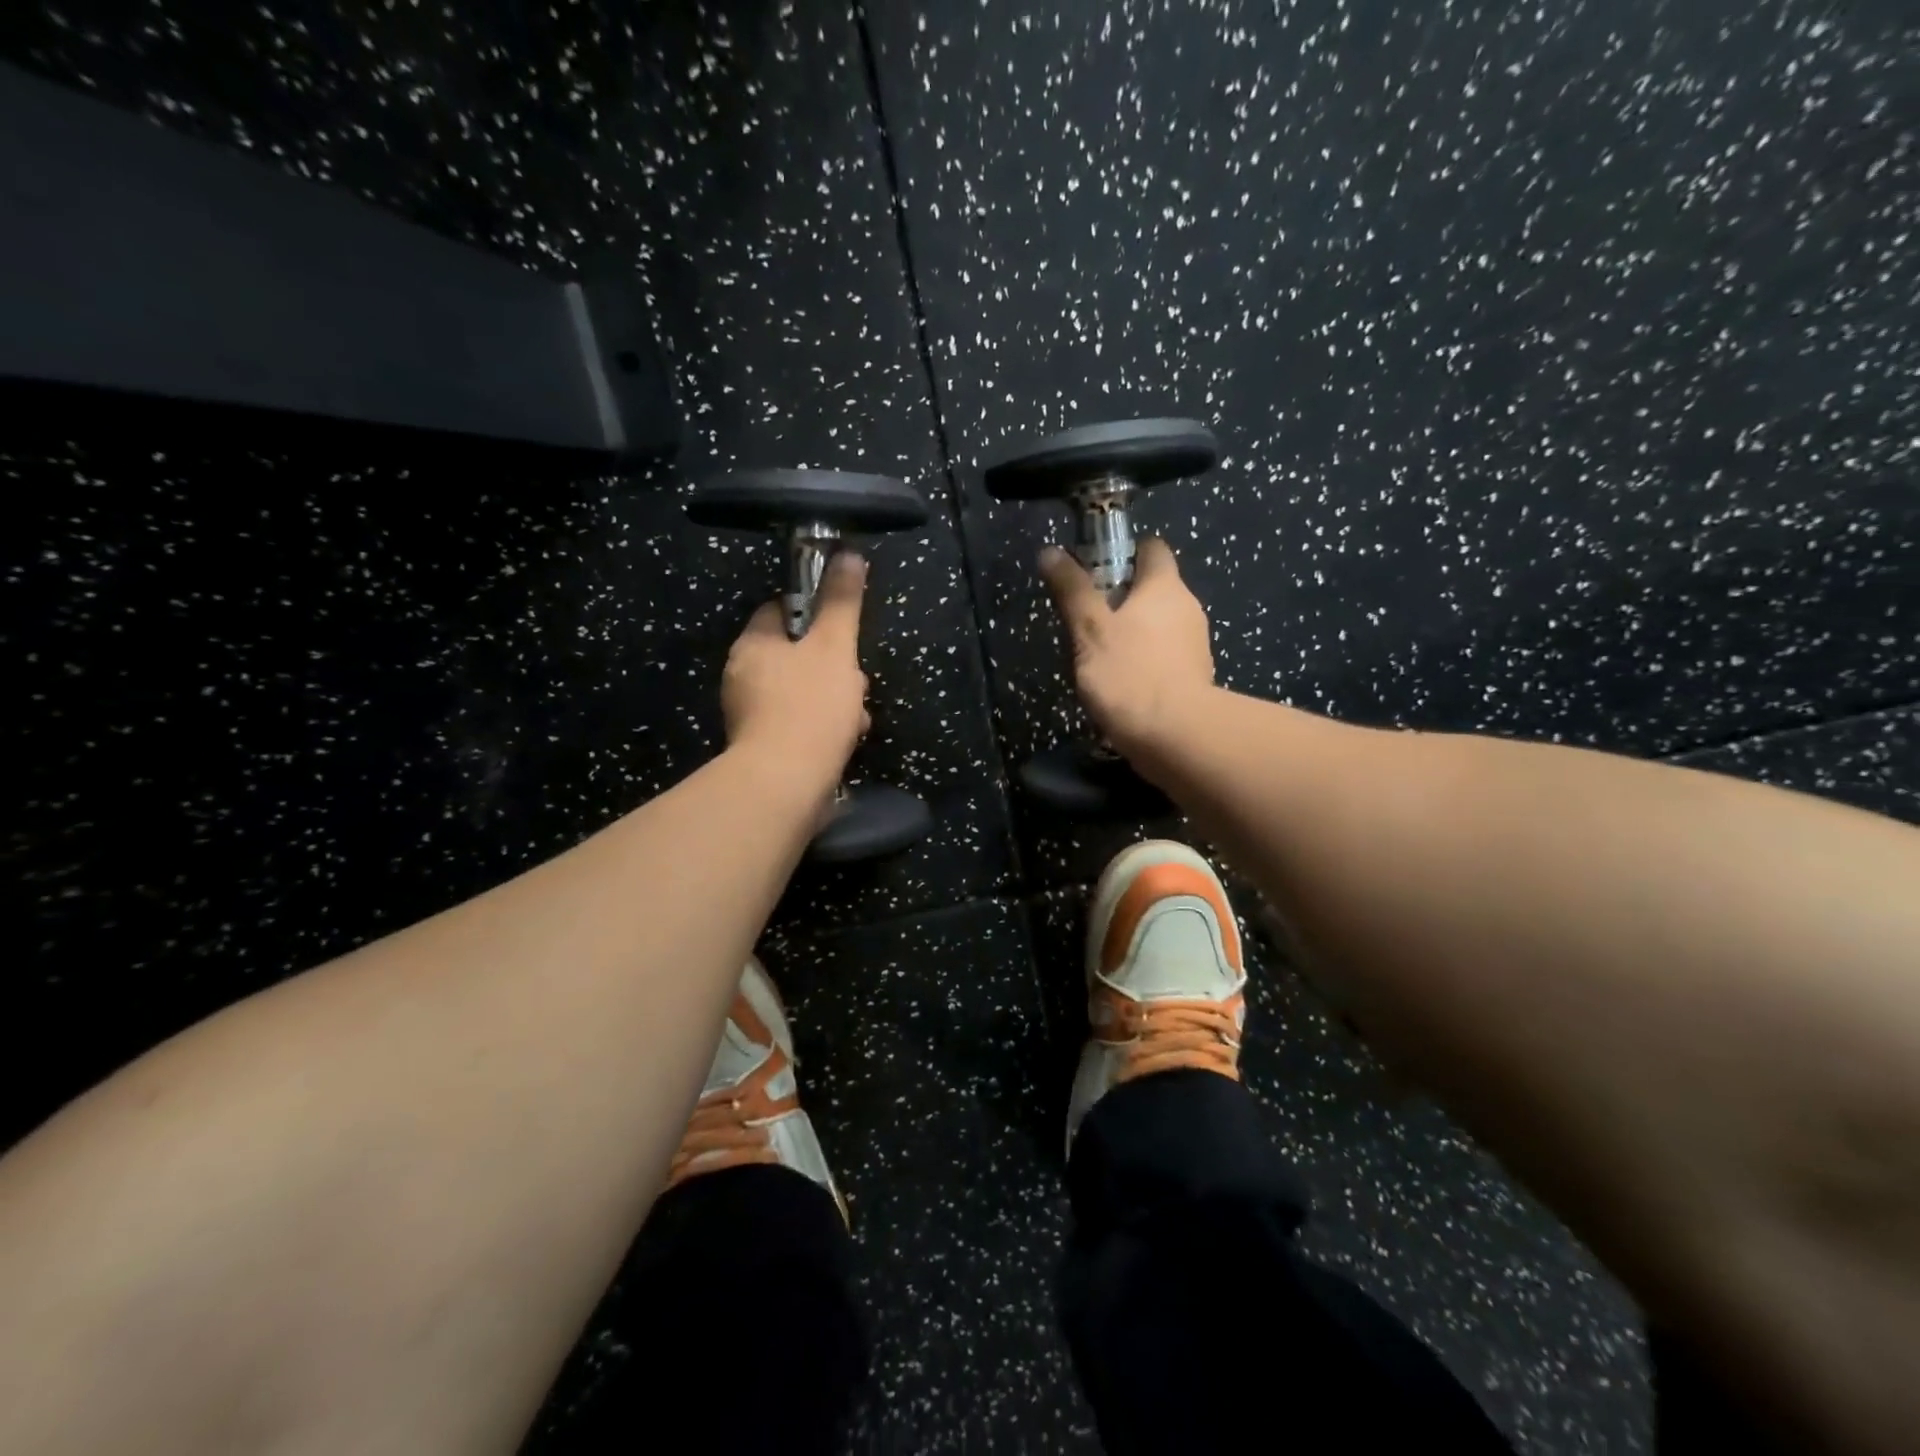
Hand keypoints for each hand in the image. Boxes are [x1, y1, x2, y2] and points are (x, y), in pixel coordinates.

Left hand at [722, 551, 870, 787]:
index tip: (843, 630)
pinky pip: (799, 723)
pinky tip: (845, 740)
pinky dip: (823, 727)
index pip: (781, 610)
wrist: (786, 784)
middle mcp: (743, 676)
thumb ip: (842, 602)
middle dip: (834, 667)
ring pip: (803, 691)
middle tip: (857, 681)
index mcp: (753, 644)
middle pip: (797, 655)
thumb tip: (849, 554)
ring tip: (857, 718)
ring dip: (835, 700)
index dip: (816, 615)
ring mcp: (751, 714)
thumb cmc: (810, 706)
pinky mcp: (764, 746)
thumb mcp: (835, 646)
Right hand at [1039, 536, 1214, 760]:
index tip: (1095, 570)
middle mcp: (1187, 608)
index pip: (1152, 549)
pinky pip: (1165, 657)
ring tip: (1098, 656)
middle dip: (1123, 598)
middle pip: (1155, 589)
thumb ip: (1072, 591)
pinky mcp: (1195, 678)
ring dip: (1133, 633)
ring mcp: (1195, 645)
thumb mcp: (1089, 630)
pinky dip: (1145, 662)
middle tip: (1086, 618)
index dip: (1125, 552)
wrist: (1176, 737)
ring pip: (1160, 626)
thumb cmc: (1129, 674)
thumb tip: (1051, 552)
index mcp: (1165, 587)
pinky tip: (1122, 684)